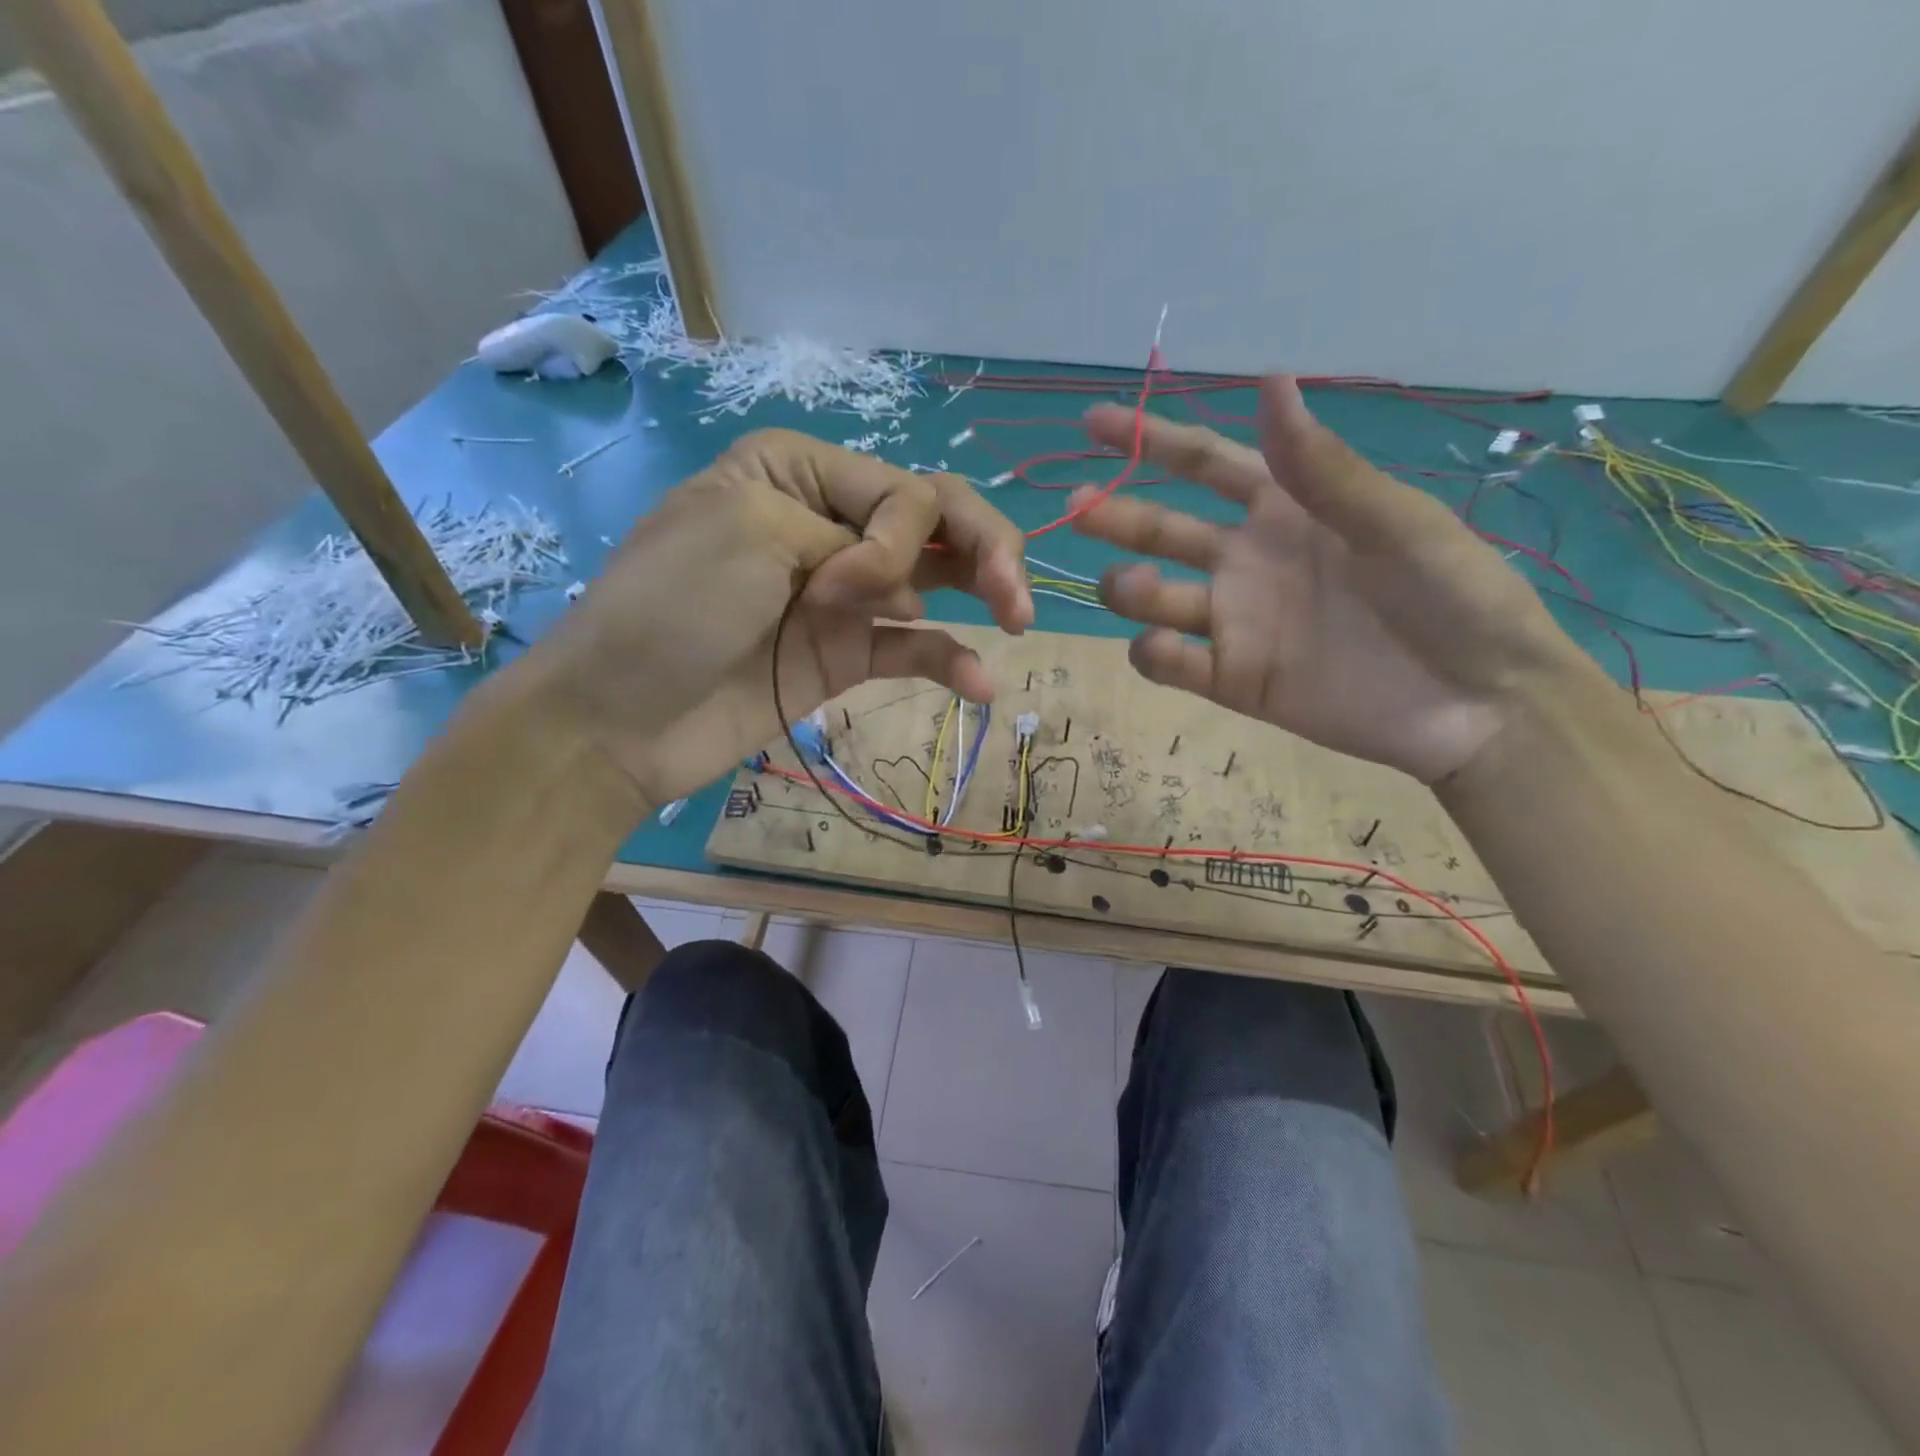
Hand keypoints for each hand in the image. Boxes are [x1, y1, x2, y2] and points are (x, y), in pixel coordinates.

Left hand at [528, 429, 1032, 806]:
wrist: (618, 719)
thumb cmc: (671, 607)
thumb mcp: (751, 528)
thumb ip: (849, 533)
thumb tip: (907, 588)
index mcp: (798, 471)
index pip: (899, 486)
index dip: (900, 534)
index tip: (847, 587)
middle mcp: (828, 524)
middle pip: (934, 521)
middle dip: (984, 548)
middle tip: (1016, 598)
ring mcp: (842, 595)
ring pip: (937, 579)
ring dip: (985, 593)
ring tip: (1017, 622)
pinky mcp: (847, 656)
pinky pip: (915, 648)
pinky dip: (951, 661)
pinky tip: (979, 685)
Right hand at [1072, 377, 1585, 782]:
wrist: (1478, 705)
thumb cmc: (1454, 597)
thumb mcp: (1395, 522)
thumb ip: (1322, 467)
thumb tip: (1269, 379)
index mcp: (1286, 510)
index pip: (1204, 465)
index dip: (1151, 441)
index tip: (1091, 423)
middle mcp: (1247, 562)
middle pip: (1163, 532)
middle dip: (1116, 517)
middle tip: (1077, 508)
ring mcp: (1237, 624)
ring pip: (1156, 600)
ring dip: (1130, 589)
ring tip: (1131, 587)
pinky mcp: (1235, 681)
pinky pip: (1177, 666)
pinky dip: (1155, 657)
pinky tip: (1158, 649)